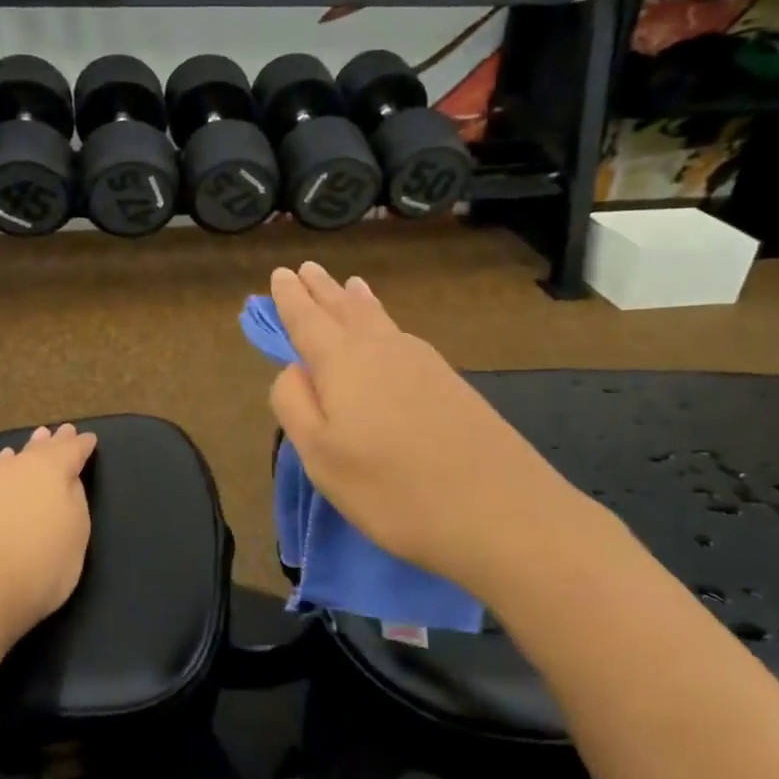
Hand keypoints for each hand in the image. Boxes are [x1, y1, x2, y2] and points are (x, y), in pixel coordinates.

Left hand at [0, 424, 97, 644]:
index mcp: (52, 470)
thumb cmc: (44, 563)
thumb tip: (67, 479)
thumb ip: (74, 498)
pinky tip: (2, 465)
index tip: (89, 439)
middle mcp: (19, 468)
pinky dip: (3, 466)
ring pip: (14, 458)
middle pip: (41, 449)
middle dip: (55, 442)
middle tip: (63, 431)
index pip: (73, 451)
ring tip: (35, 441)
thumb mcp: (77, 531)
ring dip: (28, 451)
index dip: (82, 445)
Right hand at [267, 263, 588, 596]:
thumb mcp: (321, 456)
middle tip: (308, 268)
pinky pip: (403, 337)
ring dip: (357, 301)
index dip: (290, 298)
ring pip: (380, 320)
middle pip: (346, 310)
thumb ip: (295, 404)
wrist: (498, 510)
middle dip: (324, 290)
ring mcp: (423, 363)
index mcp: (343, 363)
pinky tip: (391, 332)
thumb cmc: (392, 489)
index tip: (279, 273)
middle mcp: (383, 349)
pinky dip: (385, 323)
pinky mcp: (450, 384)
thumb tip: (293, 369)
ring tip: (350, 285)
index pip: (308, 320)